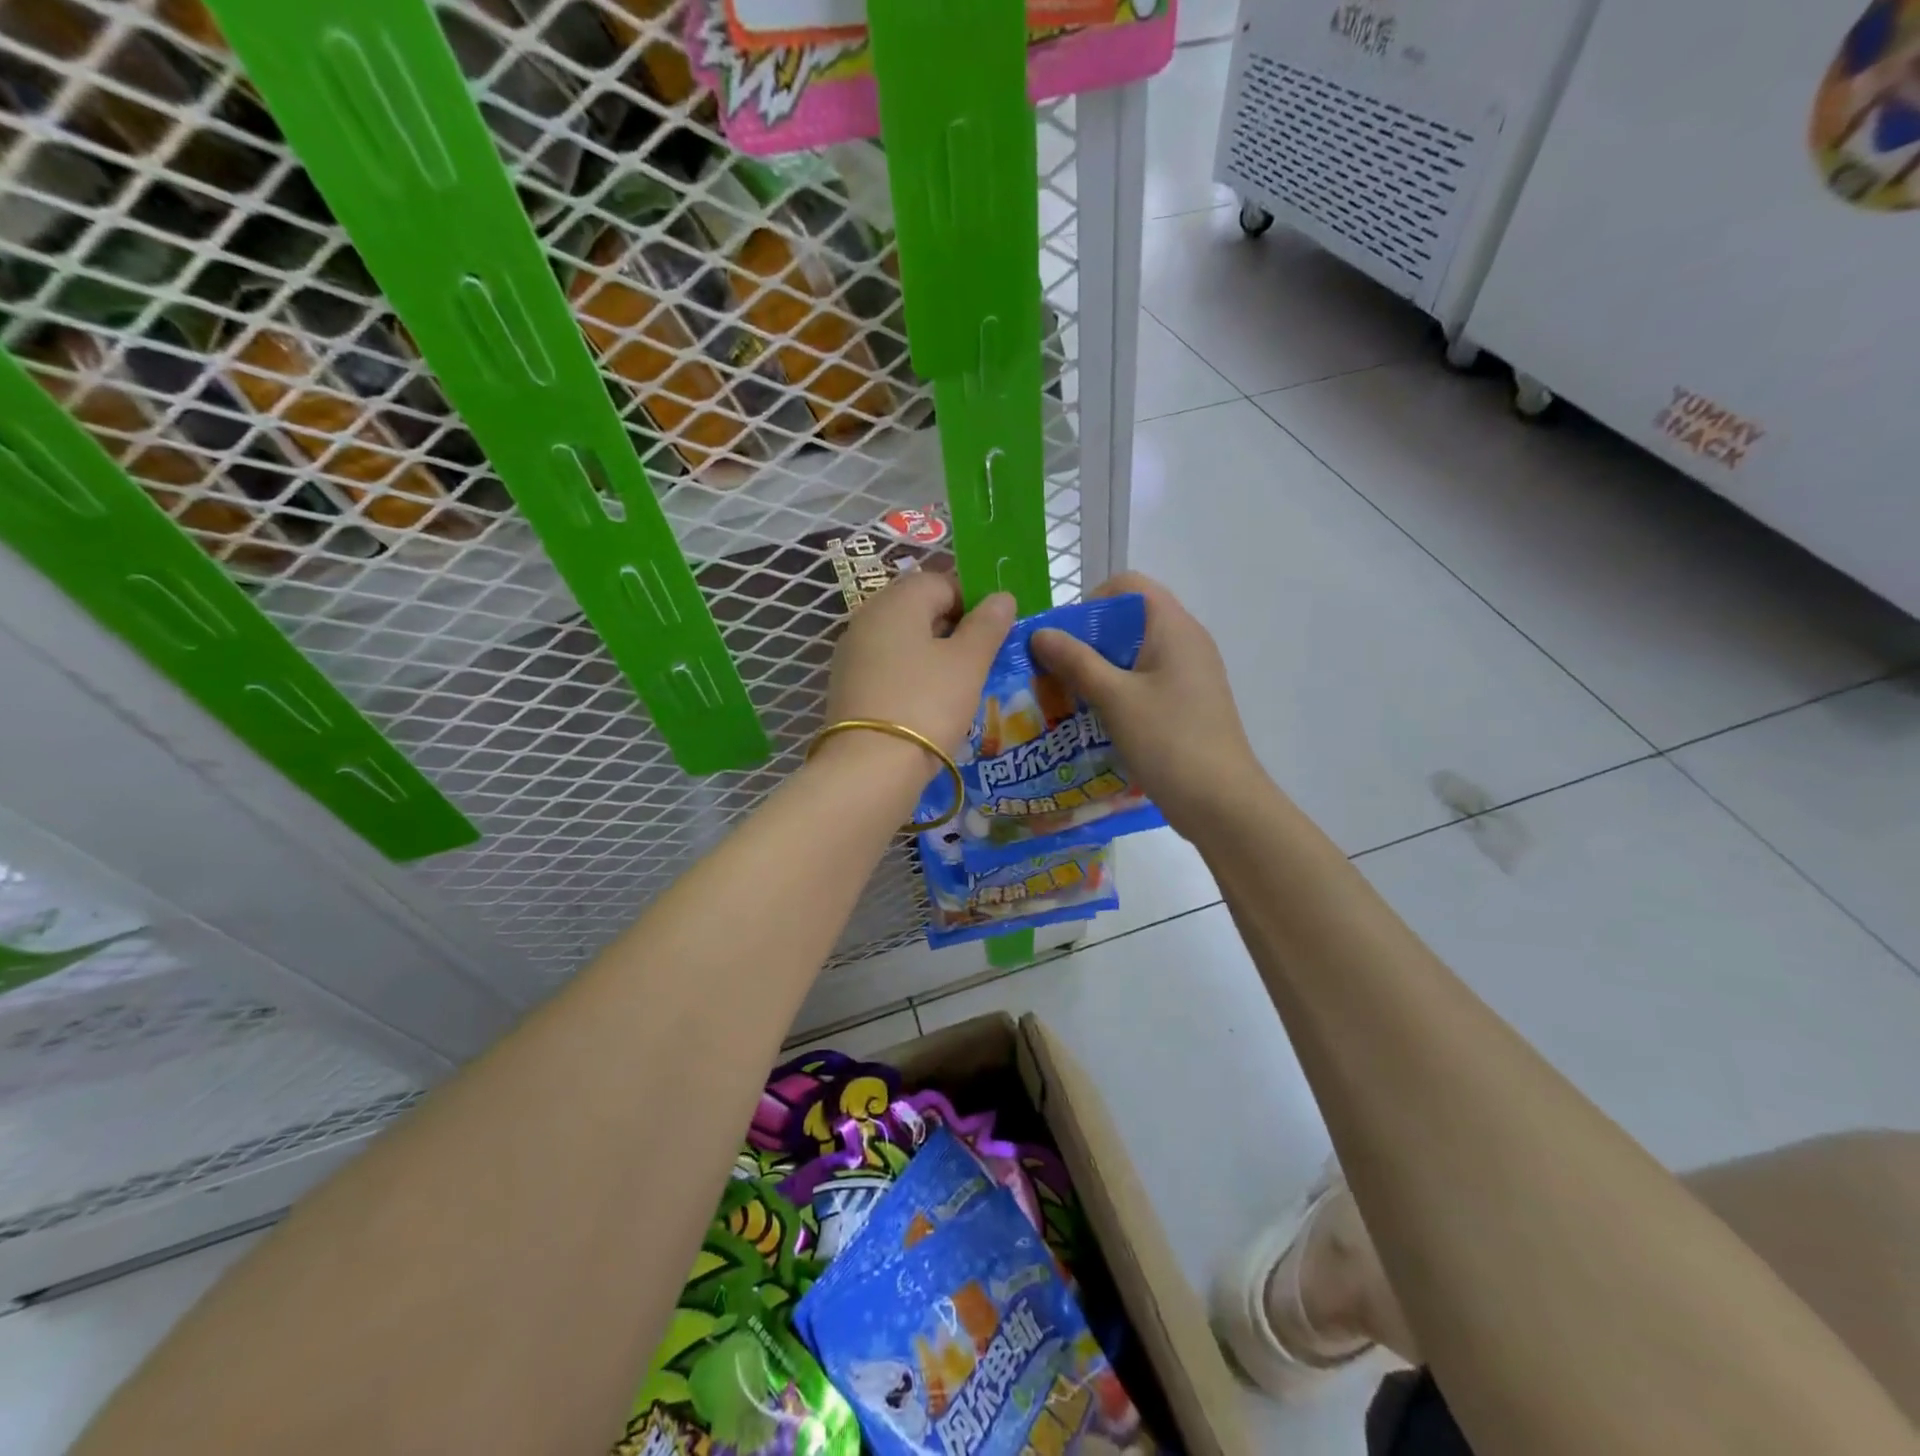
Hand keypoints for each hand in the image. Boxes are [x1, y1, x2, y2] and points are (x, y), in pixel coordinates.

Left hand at [823, 572, 1015, 765]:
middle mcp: (868, 618)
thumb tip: (1001, 596)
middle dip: (954, 629)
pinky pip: (888, 667)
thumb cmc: (927, 704)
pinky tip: (930, 703)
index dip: (974, 601)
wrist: (870, 768)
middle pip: (919, 609)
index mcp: (897, 601)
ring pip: (903, 640)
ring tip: (960, 685)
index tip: (995, 633)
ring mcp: (852, 653)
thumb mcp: (968, 662)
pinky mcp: (848, 686)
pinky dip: (912, 676)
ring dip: (933, 654)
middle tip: (981, 660)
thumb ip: (987, 624)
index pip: (942, 581)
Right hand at [1031, 572, 1261, 837]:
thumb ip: (1076, 661)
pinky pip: (1145, 681)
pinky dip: (1118, 691)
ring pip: (1134, 654)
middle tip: (1057, 672)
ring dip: (1100, 669)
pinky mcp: (1187, 702)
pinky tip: (1096, 720)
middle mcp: (1186, 641)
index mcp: (1173, 627)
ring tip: (1070, 697)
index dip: (1091, 602)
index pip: (1128, 586)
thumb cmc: (1168, 741)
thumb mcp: (1114, 698)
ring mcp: (1190, 673)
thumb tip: (1040, 632)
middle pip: (1129, 619)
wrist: (1221, 802)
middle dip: (1088, 640)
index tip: (1065, 639)